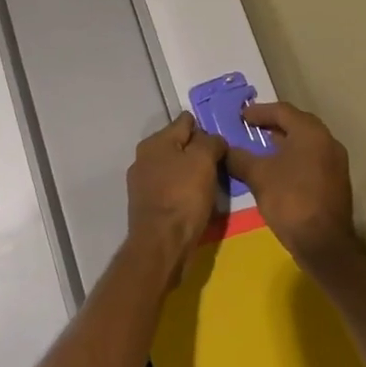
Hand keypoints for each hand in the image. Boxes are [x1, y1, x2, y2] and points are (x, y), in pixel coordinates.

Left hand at [126, 113, 226, 282]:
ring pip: (174, 167)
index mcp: (155, 142)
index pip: (185, 122)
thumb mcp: (203, 160)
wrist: (161, 244)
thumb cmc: (183, 197)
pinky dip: (183, 190)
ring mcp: (142, 182)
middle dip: (198, 151)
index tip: (222, 141)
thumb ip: (210, 142)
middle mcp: (144, 157)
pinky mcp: (146, 204)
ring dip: (191, 172)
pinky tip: (196, 200)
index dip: (205, 128)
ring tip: (212, 182)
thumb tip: (213, 139)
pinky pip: (170, 188)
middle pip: (178, 145)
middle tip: (220, 163)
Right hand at [226, 103, 359, 272]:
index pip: (282, 110)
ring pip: (305, 142)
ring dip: (283, 141)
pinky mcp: (335, 181)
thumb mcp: (258, 176)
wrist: (324, 244)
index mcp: (310, 132)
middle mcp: (327, 141)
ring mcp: (335, 162)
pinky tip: (277, 169)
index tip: (241, 116)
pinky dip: (293, 157)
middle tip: (250, 127)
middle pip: (296, 124)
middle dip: (272, 124)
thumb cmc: (290, 200)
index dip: (259, 111)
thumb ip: (239, 158)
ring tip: (260, 147)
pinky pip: (311, 158)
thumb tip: (224, 150)